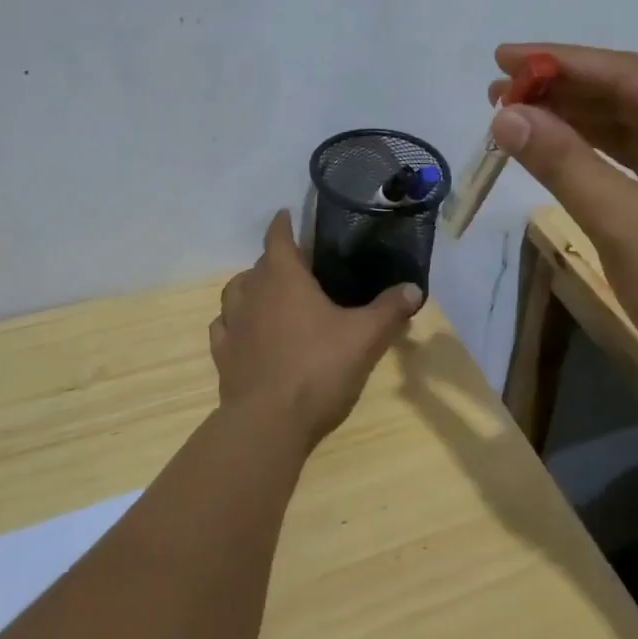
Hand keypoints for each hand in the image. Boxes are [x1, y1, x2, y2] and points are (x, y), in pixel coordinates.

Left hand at [210, 211, 419, 447]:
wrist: (268, 424)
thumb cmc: (318, 368)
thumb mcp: (364, 338)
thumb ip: (389, 310)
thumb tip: (414, 288)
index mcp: (284, 279)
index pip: (278, 238)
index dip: (282, 224)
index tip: (286, 214)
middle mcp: (252, 294)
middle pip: (258, 265)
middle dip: (275, 260)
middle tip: (298, 267)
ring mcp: (233, 325)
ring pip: (234, 292)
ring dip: (249, 287)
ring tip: (267, 294)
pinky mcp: (223, 356)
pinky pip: (223, 328)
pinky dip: (233, 322)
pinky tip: (245, 332)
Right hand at [486, 43, 637, 414]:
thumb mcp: (627, 224)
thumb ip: (563, 163)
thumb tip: (506, 117)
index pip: (625, 72)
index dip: (556, 63)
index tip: (500, 57)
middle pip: (629, 95)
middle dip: (562, 93)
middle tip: (497, 92)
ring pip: (632, 128)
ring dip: (575, 122)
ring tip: (514, 116)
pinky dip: (597, 155)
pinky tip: (558, 151)